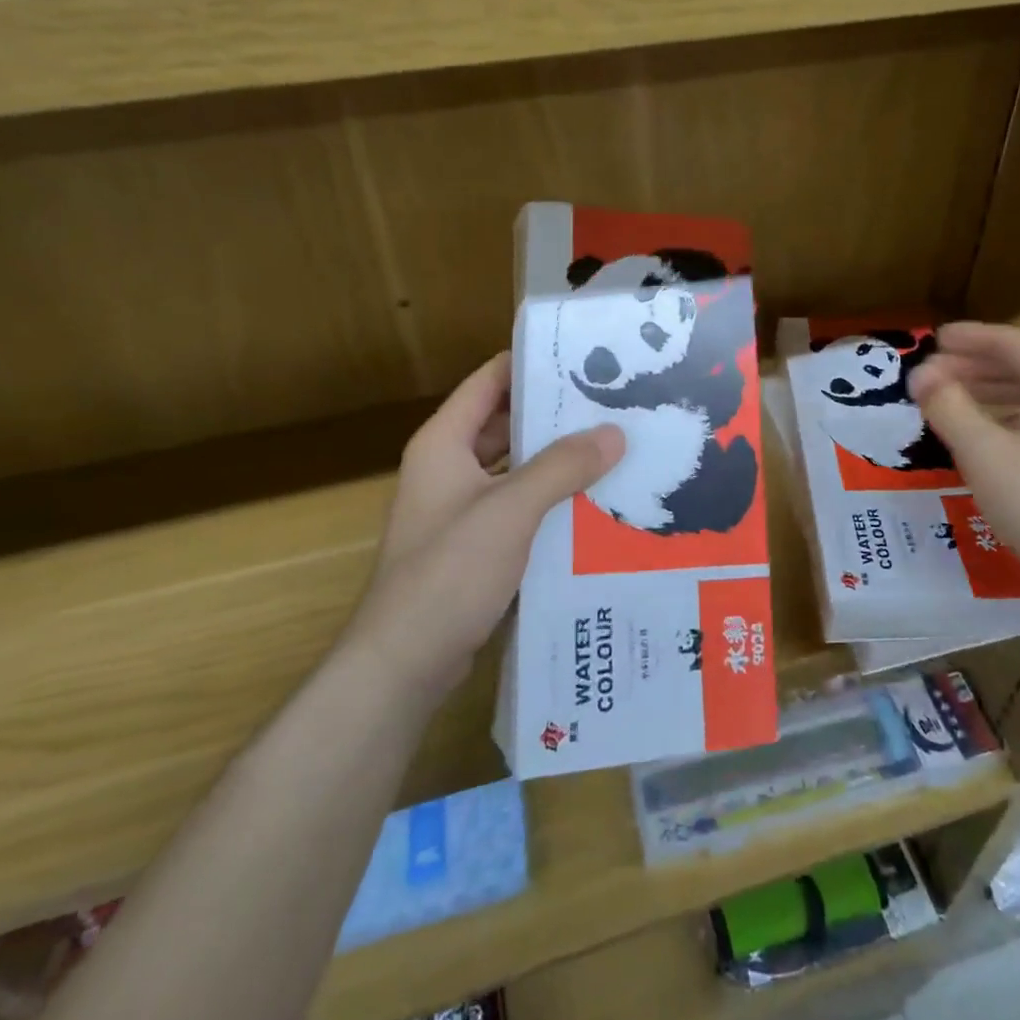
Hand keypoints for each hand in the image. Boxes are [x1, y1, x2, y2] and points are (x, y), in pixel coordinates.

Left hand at [351, 353, 622, 696]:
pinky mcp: (475, 546)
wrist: (404, 663)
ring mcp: (460, 509)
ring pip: (516, 468)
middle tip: (613, 405)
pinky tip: (594, 503)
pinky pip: (519, 507)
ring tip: (613, 449)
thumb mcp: (511, 510)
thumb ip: (562, 466)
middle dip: (555, 415)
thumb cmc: (449, 572)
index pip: (490, 381)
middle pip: (505, 424)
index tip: (585, 356)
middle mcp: (449, 467)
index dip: (532, 363)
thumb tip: (615, 433)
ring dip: (556, 460)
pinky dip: (550, 499)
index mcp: (444, 443)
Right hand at [907, 323, 1019, 609]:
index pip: (1010, 342)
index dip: (968, 337)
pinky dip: (1007, 416)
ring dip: (988, 391)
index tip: (933, 339)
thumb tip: (920, 374)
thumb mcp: (981, 451)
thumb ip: (947, 405)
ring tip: (949, 401)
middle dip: (973, 366)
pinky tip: (984, 435)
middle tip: (931, 374)